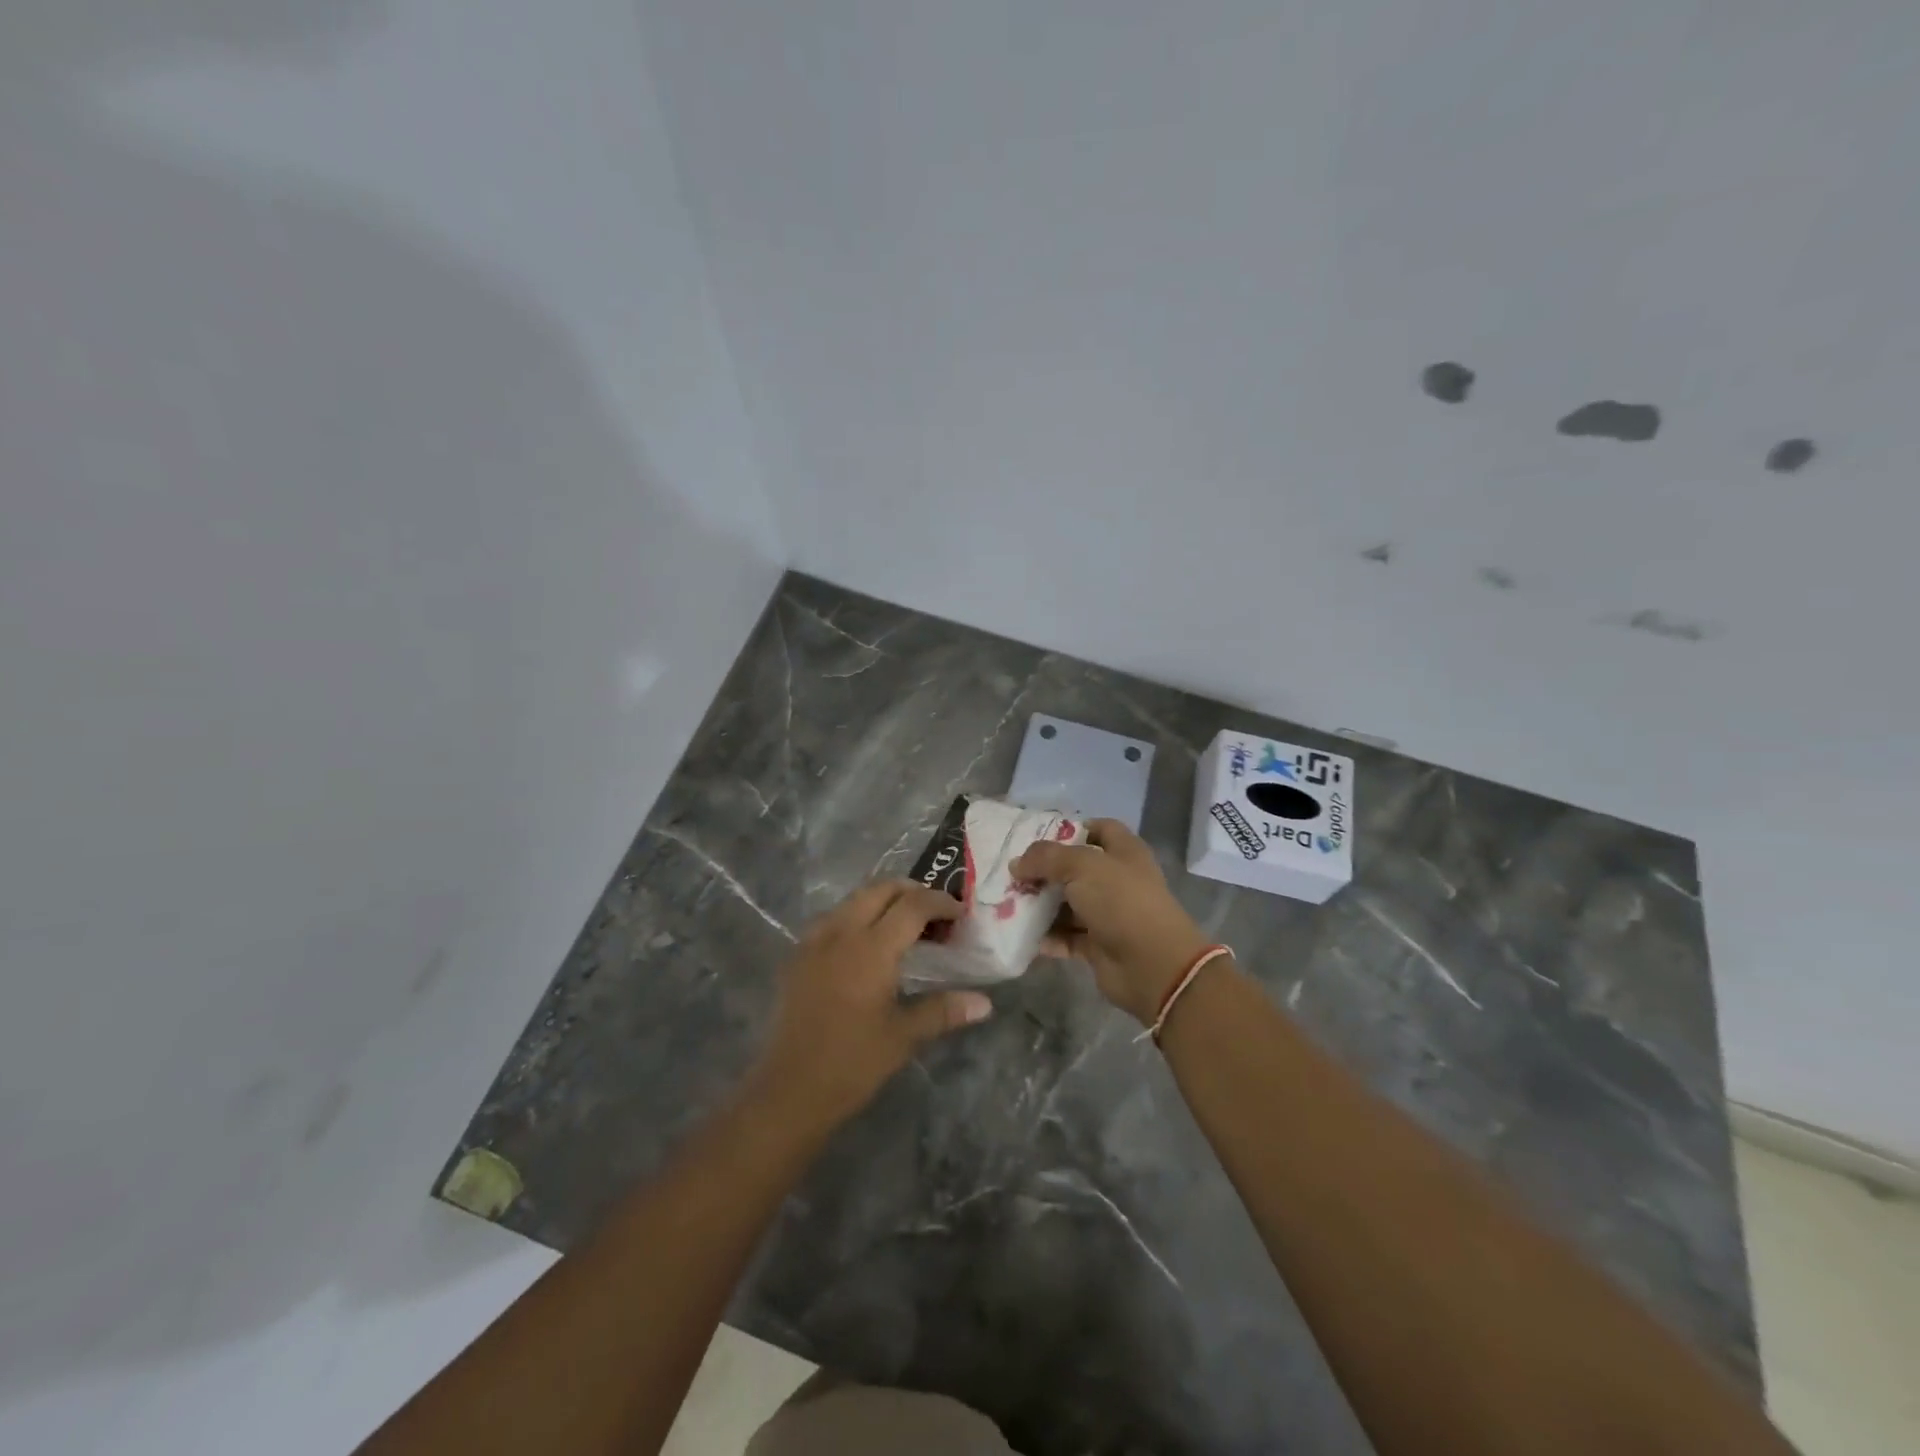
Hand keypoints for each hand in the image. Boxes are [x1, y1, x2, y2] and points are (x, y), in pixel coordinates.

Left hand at [750, 881, 991, 1127]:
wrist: (789, 1091)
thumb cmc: (852, 1063)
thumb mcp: (903, 1037)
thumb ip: (943, 1011)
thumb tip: (984, 1002)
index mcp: (872, 948)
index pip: (913, 905)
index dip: (940, 902)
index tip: (961, 913)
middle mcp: (841, 932)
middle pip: (880, 889)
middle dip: (911, 891)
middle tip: (935, 913)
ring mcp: (814, 942)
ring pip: (853, 899)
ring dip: (882, 901)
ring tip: (904, 926)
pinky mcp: (797, 956)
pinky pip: (832, 919)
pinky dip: (856, 916)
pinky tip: (866, 946)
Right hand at [1011, 819, 1211, 1024]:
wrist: (1152, 965)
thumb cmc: (1121, 902)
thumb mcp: (1082, 866)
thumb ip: (1046, 858)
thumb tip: (1017, 863)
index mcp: (1124, 852)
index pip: (1099, 829)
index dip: (1072, 829)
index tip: (1038, 837)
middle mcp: (1117, 880)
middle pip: (1075, 869)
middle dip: (1044, 871)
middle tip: (1012, 874)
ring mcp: (1108, 914)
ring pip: (1067, 904)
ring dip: (1040, 905)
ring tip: (1006, 904)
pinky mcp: (1097, 945)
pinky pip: (1065, 937)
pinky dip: (1046, 937)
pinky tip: (1021, 934)